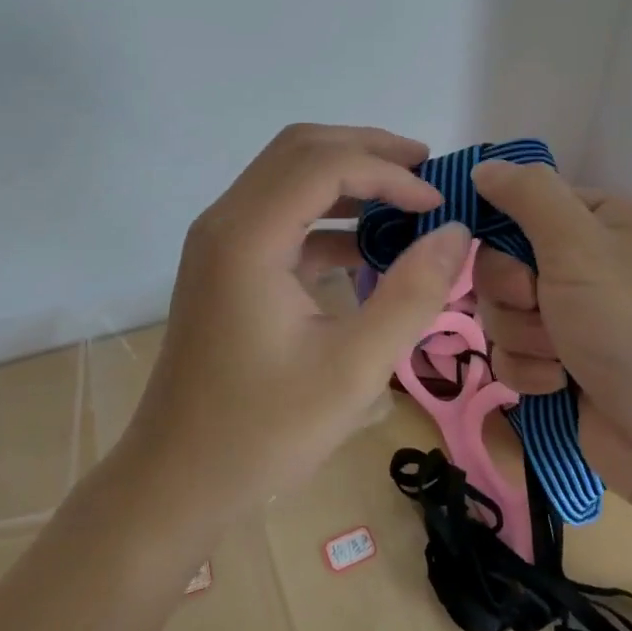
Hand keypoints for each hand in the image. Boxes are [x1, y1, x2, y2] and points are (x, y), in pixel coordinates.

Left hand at [120, 124, 471, 531]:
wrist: (175, 480)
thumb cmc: (263, 431)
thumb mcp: (354, 369)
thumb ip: (412, 294)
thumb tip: (456, 232)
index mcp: (248, 237)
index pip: (324, 163)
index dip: (388, 173)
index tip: (437, 205)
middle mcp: (225, 221)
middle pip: (300, 150)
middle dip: (368, 151)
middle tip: (426, 172)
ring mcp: (220, 240)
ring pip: (288, 174)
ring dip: (346, 175)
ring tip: (405, 197)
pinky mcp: (224, 263)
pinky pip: (280, 213)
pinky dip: (326, 213)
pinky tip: (366, 246)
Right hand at [469, 161, 631, 514]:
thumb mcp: (582, 246)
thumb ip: (529, 196)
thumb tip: (484, 165)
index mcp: (599, 222)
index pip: (521, 204)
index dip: (501, 229)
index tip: (506, 253)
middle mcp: (585, 265)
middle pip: (501, 262)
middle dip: (512, 293)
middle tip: (542, 308)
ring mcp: (573, 319)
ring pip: (500, 312)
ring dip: (522, 336)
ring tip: (562, 358)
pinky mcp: (561, 368)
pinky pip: (511, 356)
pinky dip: (529, 372)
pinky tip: (561, 387)